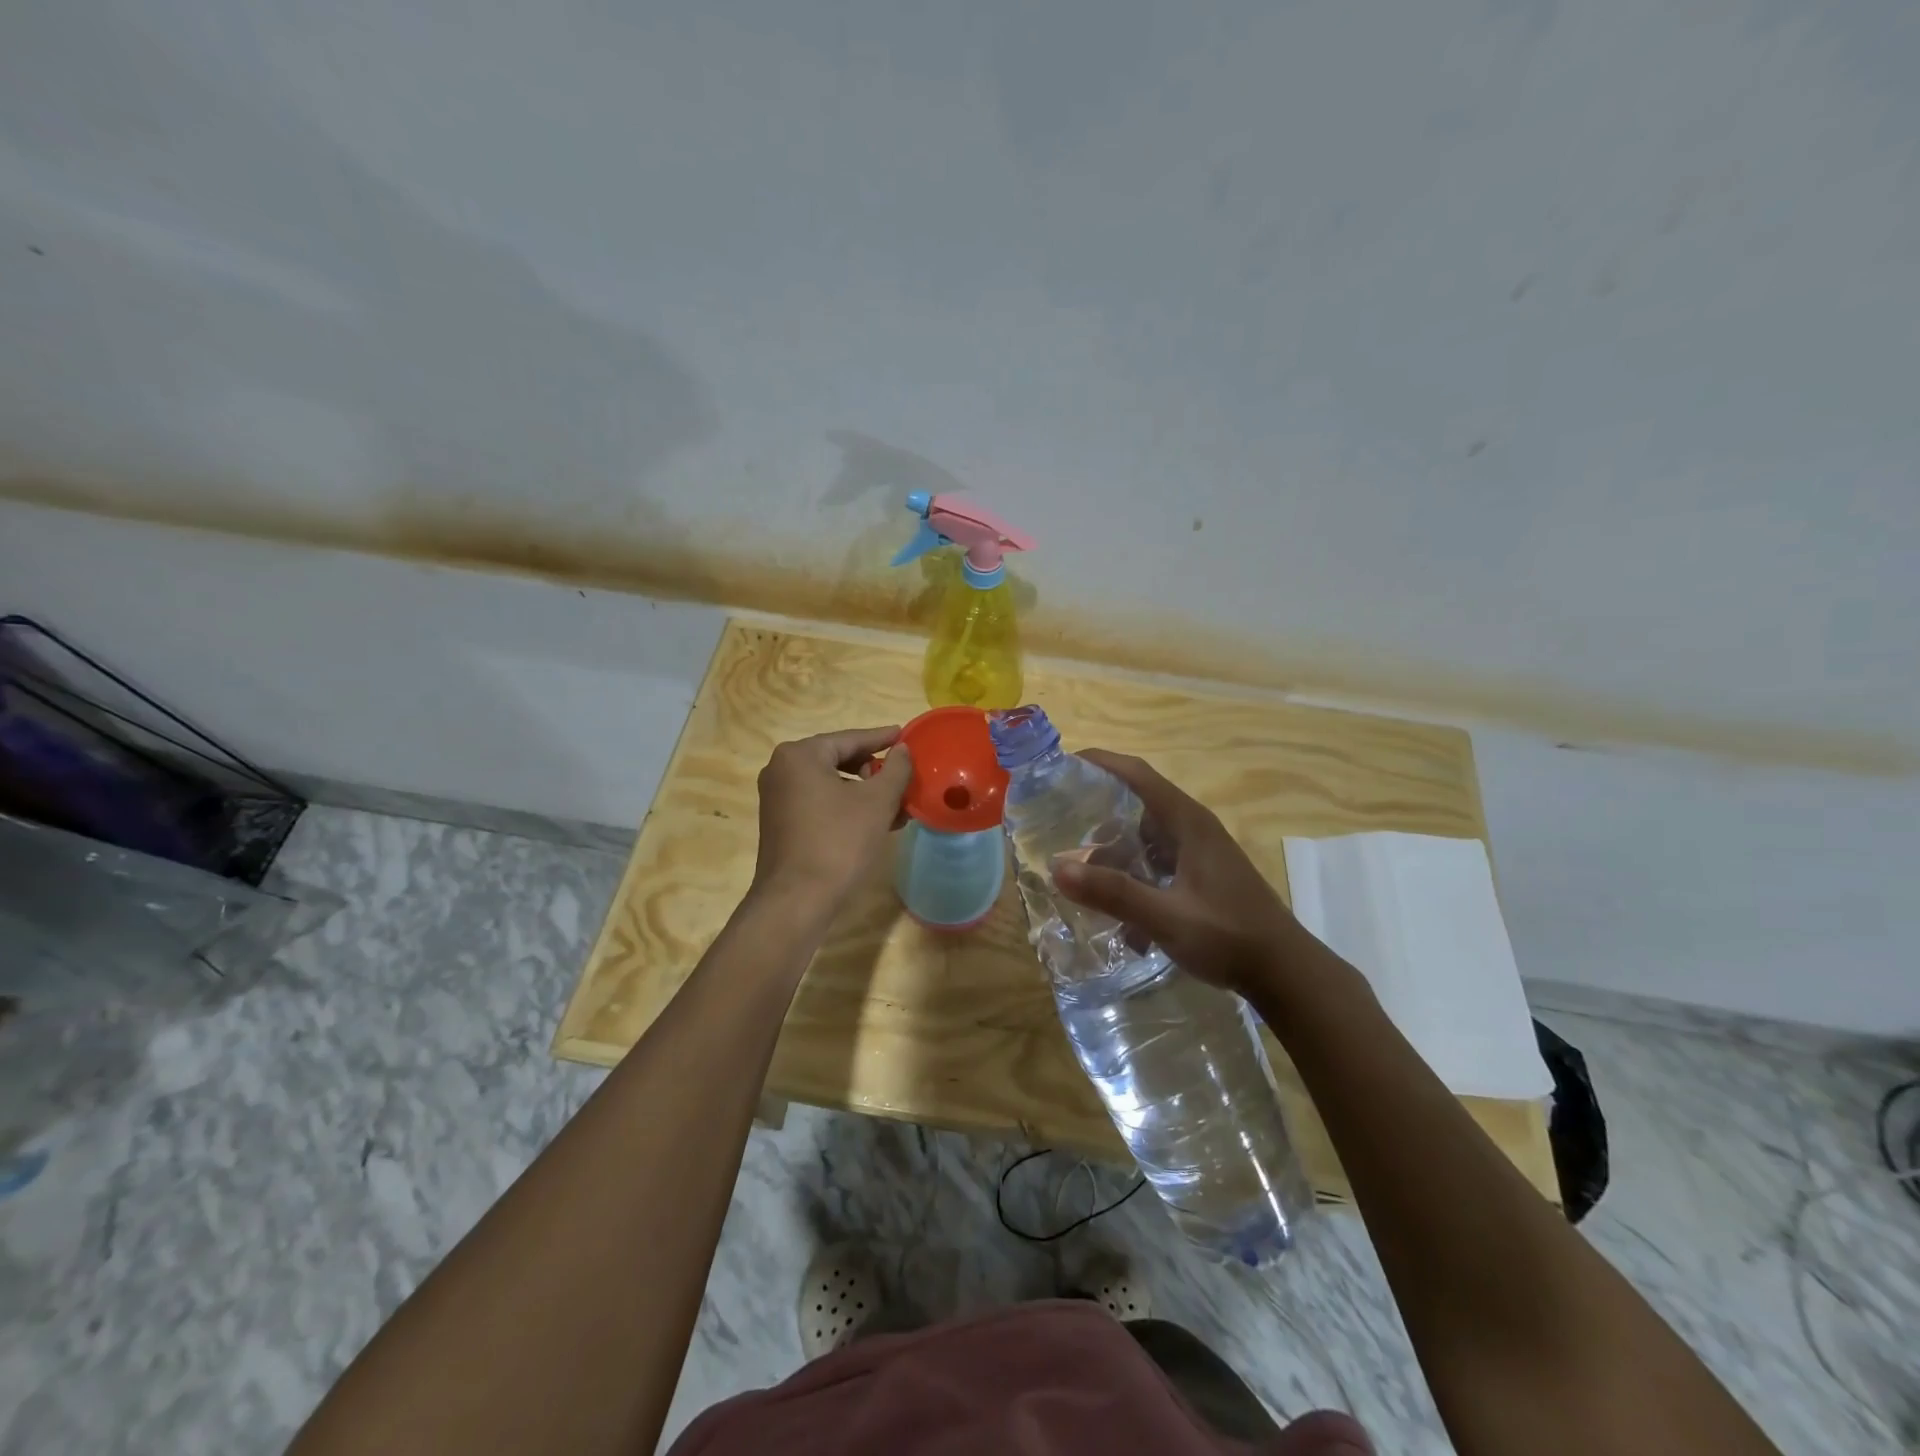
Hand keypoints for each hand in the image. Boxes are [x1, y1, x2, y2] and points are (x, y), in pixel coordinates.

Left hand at [749, 726, 912, 913]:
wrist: (797, 900)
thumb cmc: (839, 842)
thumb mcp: (876, 802)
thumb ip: (895, 769)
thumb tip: (903, 750)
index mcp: (800, 756)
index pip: (850, 738)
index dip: (882, 738)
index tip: (906, 736)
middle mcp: (781, 770)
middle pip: (838, 759)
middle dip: (874, 769)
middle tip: (904, 774)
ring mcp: (777, 798)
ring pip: (830, 784)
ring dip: (864, 791)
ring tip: (897, 803)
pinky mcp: (780, 823)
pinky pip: (819, 803)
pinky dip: (846, 806)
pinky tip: (875, 821)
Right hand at [1050, 749, 1308, 996]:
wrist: (1285, 972)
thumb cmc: (1229, 937)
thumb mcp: (1167, 918)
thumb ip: (1114, 893)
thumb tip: (1057, 869)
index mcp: (1187, 823)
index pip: (1137, 774)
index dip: (1100, 762)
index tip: (1062, 764)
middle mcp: (1193, 828)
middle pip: (1138, 801)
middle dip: (1098, 806)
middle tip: (1057, 820)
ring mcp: (1199, 852)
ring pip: (1146, 833)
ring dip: (1113, 843)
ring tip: (1076, 861)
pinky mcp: (1201, 875)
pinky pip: (1156, 858)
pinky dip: (1131, 868)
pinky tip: (1113, 899)